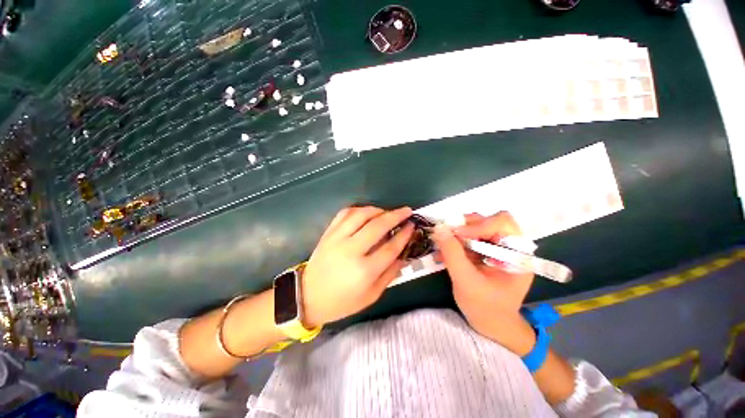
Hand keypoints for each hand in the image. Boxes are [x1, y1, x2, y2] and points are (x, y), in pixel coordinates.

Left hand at [300, 206, 414, 327]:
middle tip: (406, 211)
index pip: (390, 247)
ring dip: (377, 210)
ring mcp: (337, 239)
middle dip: (395, 216)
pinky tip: (366, 212)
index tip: (412, 225)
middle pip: (377, 226)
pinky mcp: (328, 233)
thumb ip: (390, 274)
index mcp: (364, 271)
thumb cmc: (342, 301)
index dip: (404, 235)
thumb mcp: (371, 295)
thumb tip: (404, 255)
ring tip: (386, 212)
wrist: (308, 296)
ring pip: (361, 215)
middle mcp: (351, 250)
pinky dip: (358, 209)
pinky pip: (344, 213)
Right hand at [431, 211, 536, 354]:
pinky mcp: (487, 252)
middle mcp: (511, 247)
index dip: (478, 225)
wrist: (492, 325)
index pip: (502, 222)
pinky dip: (456, 242)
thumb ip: (452, 253)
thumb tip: (439, 228)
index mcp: (518, 255)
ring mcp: (499, 249)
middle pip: (490, 221)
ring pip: (478, 227)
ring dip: (459, 234)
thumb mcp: (465, 281)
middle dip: (467, 226)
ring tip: (444, 244)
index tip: (456, 235)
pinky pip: (471, 238)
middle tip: (448, 235)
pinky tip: (444, 252)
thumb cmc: (485, 308)